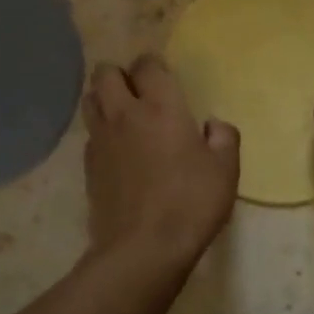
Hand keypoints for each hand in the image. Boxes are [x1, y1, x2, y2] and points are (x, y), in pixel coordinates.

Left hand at [85, 54, 240, 268]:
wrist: (142, 248)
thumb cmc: (190, 203)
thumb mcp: (225, 171)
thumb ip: (224, 138)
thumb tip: (212, 125)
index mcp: (160, 107)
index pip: (147, 64)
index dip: (154, 65)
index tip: (165, 79)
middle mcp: (124, 114)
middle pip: (105, 72)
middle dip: (120, 74)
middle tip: (139, 93)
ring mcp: (101, 139)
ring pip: (90, 98)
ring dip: (104, 98)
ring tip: (123, 115)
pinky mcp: (87, 165)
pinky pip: (89, 133)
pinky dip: (100, 132)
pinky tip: (117, 150)